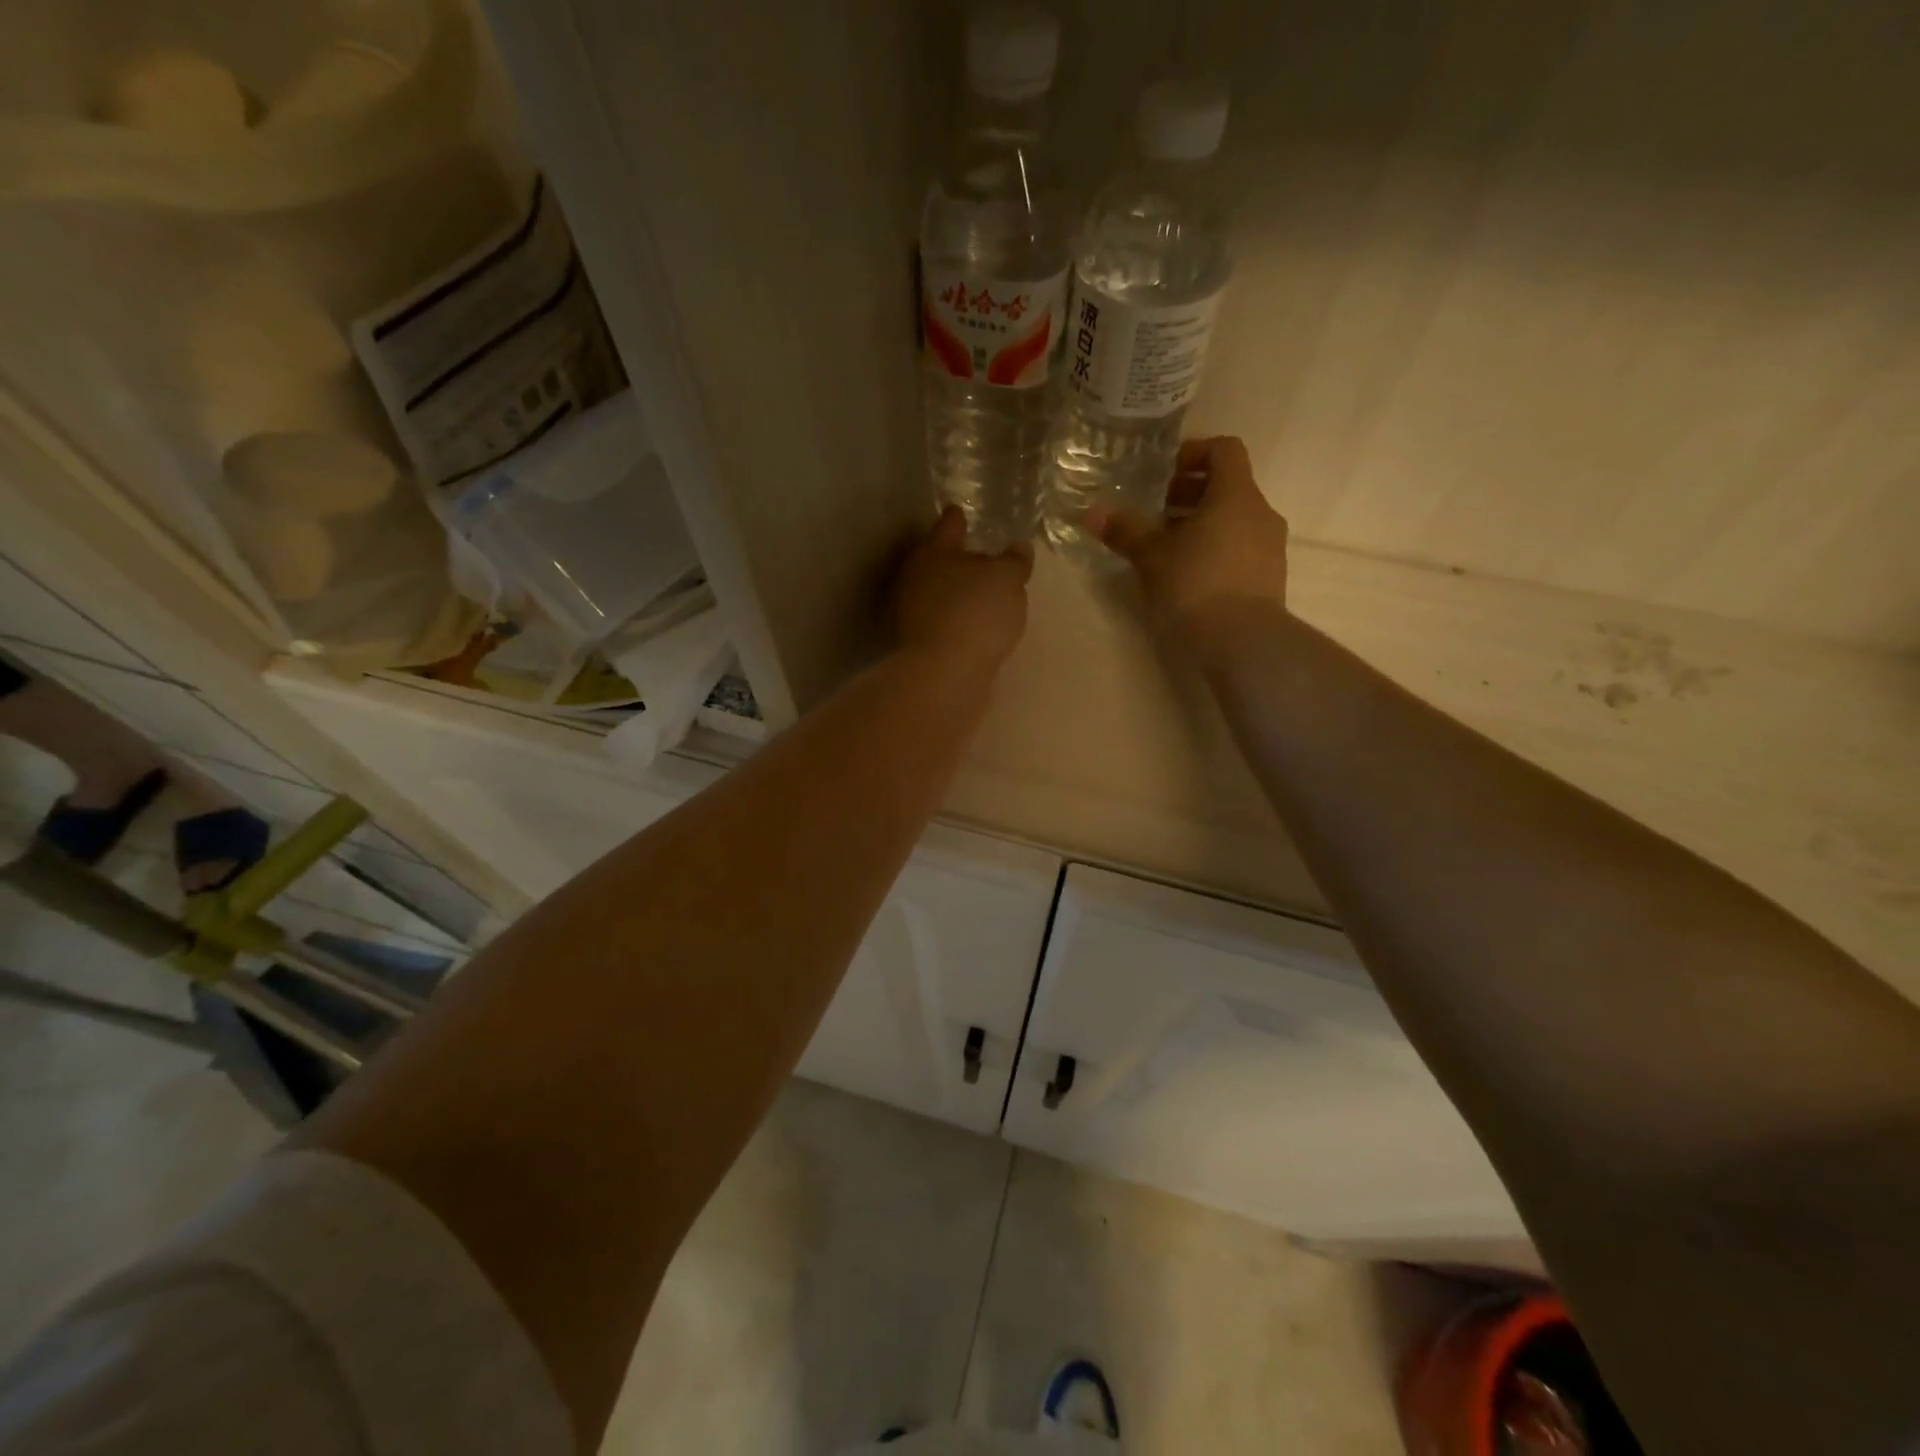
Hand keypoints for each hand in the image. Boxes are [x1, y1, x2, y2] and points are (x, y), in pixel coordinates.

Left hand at [893, 507, 1031, 675]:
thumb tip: (1018, 547)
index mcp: (934, 551)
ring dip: (956, 591)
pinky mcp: (916, 643)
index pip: (948, 525)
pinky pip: (942, 620)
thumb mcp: (1008, 579)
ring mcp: (911, 611)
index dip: (957, 517)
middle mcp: (916, 576)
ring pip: (938, 592)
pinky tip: (973, 626)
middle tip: (981, 558)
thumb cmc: (976, 612)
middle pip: (938, 560)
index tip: (960, 510)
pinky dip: (955, 618)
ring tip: (982, 595)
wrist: (944, 673)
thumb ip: (1014, 561)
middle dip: (957, 558)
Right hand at [1084, 436, 1289, 644]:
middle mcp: (1260, 513)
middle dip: (1190, 494)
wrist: (1242, 642)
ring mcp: (1270, 547)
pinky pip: (1241, 549)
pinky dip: (1215, 550)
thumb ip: (1124, 530)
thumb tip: (1090, 512)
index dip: (1194, 453)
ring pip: (1234, 520)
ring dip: (1201, 525)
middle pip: (1228, 486)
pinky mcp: (1268, 578)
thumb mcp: (1151, 556)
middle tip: (1156, 513)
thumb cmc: (1195, 585)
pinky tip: (1188, 576)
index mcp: (1235, 495)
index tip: (1164, 474)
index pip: (1225, 450)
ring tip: (1167, 549)